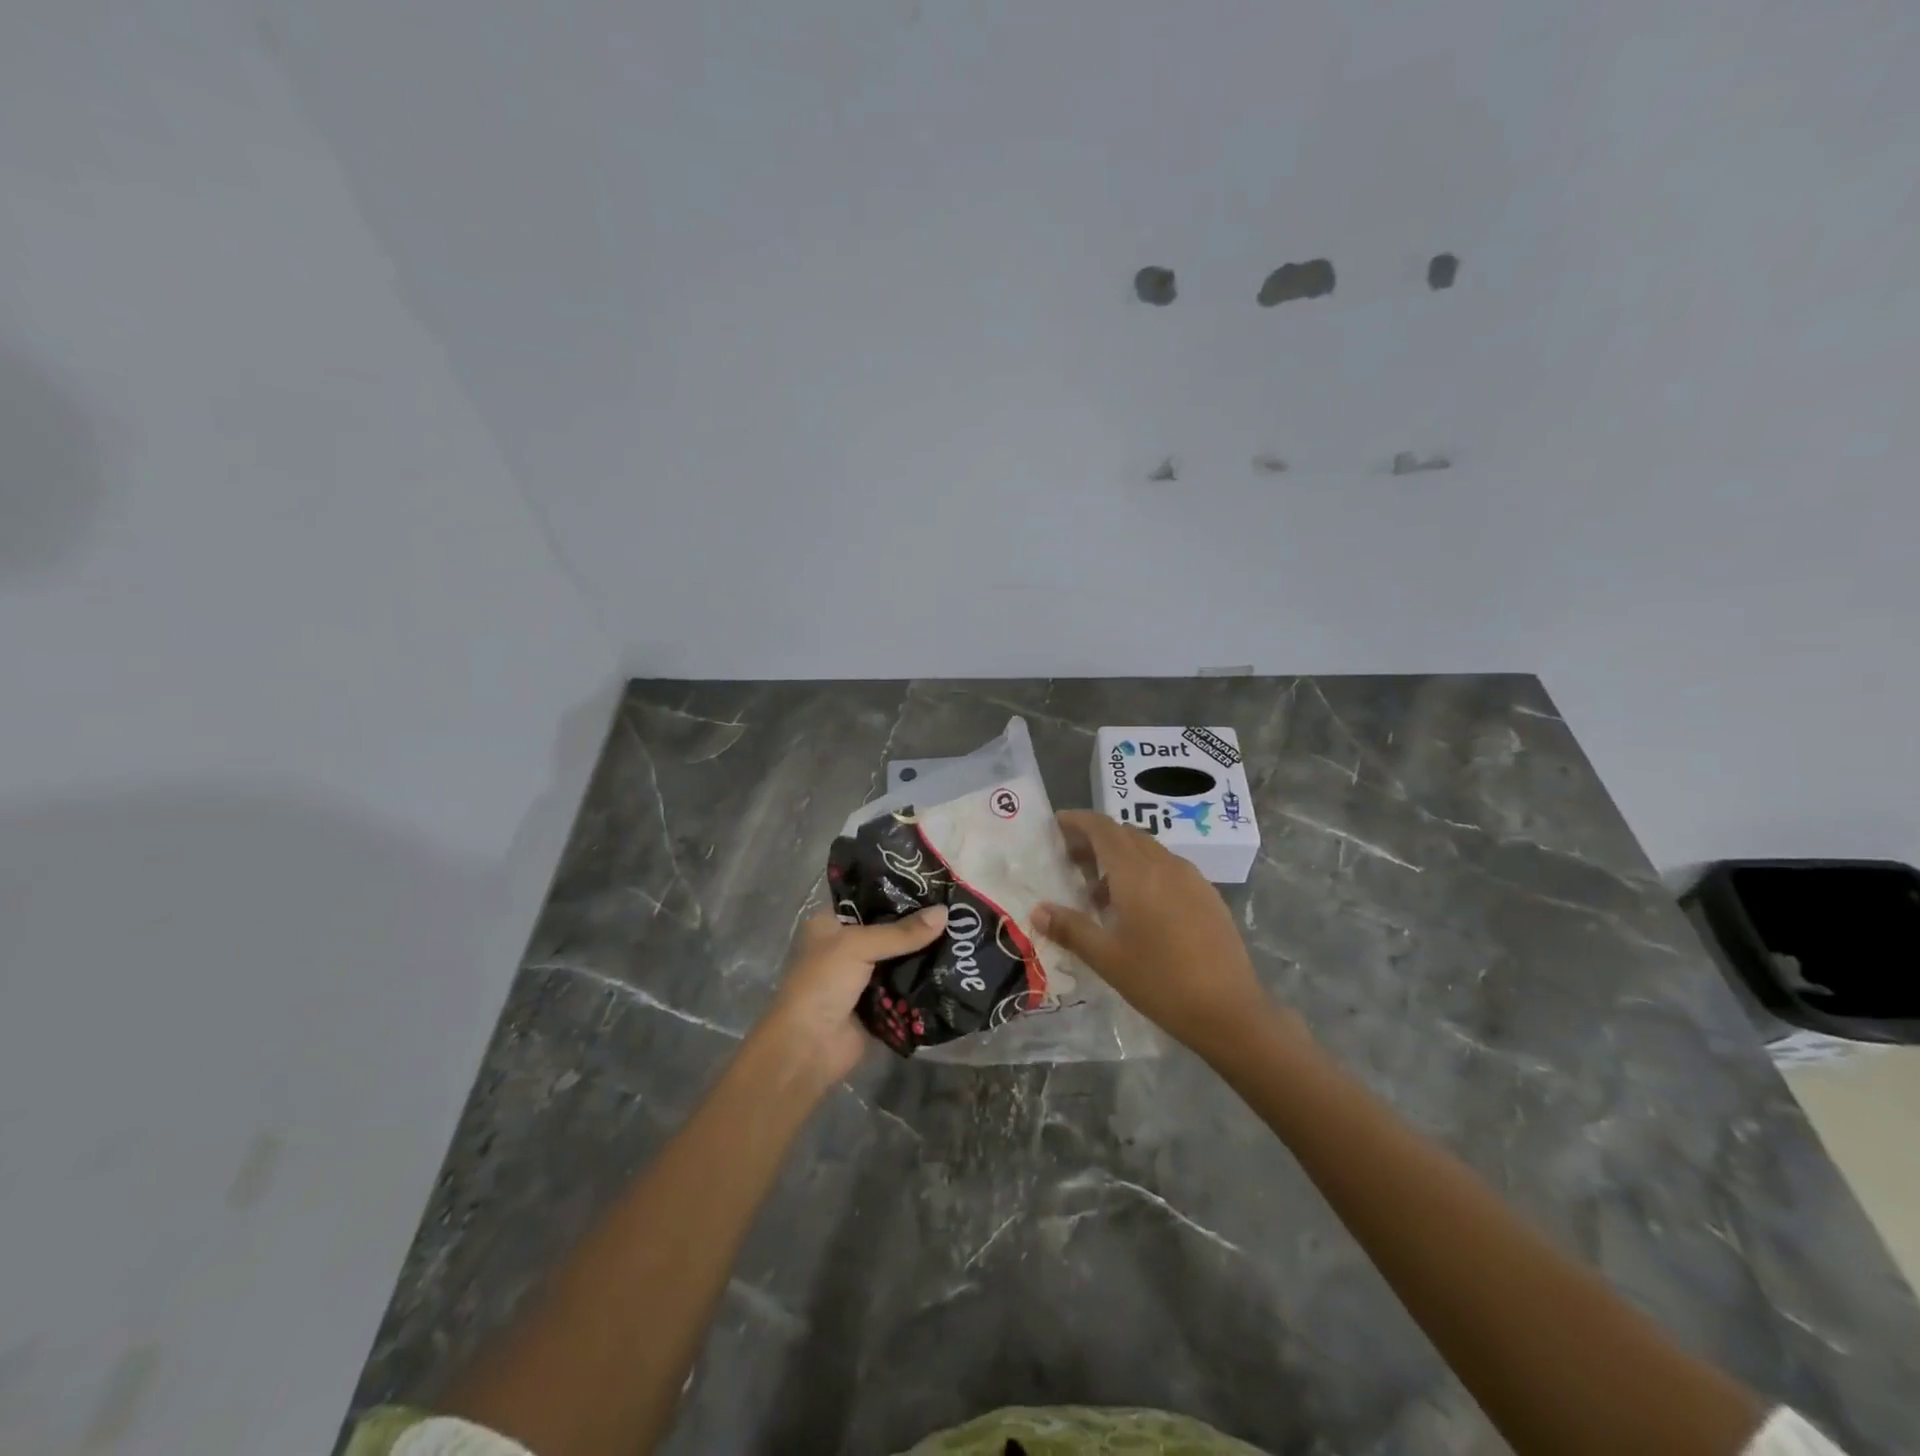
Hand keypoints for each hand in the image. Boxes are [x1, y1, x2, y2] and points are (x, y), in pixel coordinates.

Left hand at [755, 906, 947, 1087]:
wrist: (809, 1048)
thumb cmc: (823, 983)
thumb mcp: (858, 946)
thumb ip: (902, 932)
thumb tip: (945, 912)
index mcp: (830, 923)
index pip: (868, 898)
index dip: (898, 891)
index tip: (934, 882)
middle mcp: (846, 947)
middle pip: (889, 929)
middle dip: (918, 923)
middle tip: (956, 910)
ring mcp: (863, 977)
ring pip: (901, 958)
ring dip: (925, 952)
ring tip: (964, 933)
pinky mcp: (879, 1004)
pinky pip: (907, 986)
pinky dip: (925, 981)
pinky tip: (956, 967)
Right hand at [1032, 810, 1300, 1062]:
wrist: (1230, 1011)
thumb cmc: (1160, 981)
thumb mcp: (1107, 958)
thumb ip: (1070, 928)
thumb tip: (1038, 910)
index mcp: (1137, 873)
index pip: (1103, 828)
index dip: (1078, 821)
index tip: (1057, 825)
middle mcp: (1165, 865)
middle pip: (1126, 835)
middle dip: (1096, 840)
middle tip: (1071, 862)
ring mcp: (1192, 879)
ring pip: (1149, 852)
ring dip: (1121, 859)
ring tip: (1100, 894)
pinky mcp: (1208, 896)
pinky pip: (1169, 869)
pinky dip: (1145, 874)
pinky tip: (1139, 911)